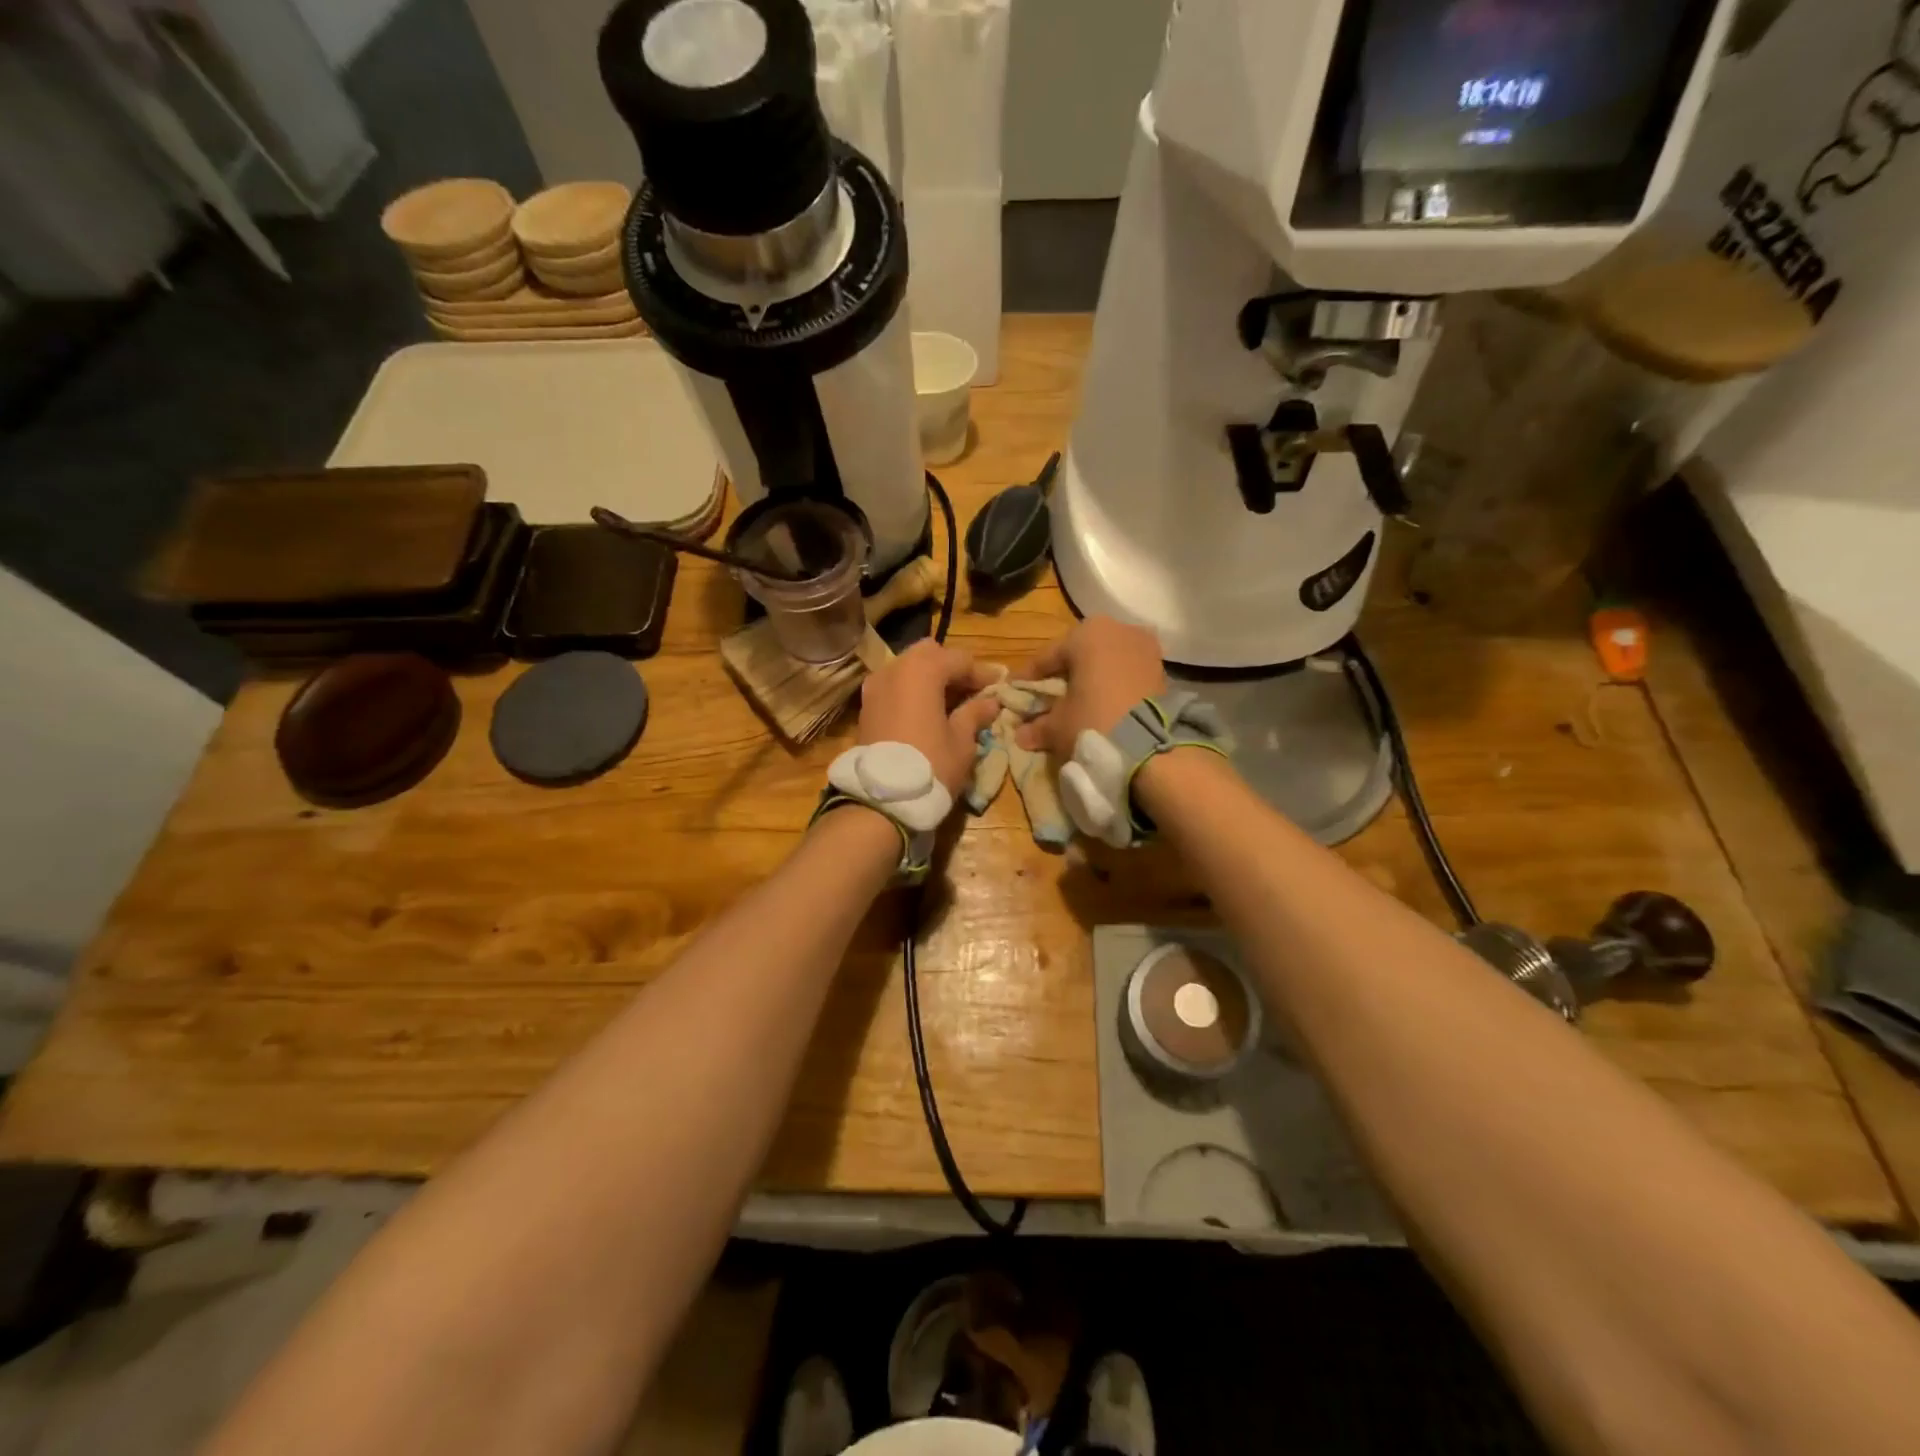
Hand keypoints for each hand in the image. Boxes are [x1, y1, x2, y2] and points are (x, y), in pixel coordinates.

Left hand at [858, 640, 1002, 798]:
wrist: (880, 799)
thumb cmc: (930, 765)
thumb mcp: (961, 741)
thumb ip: (975, 714)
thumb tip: (990, 702)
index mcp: (922, 670)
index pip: (960, 659)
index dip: (982, 674)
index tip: (998, 688)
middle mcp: (894, 668)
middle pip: (929, 654)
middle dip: (951, 668)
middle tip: (971, 691)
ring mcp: (875, 686)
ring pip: (908, 668)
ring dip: (930, 679)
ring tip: (950, 704)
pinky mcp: (866, 706)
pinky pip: (894, 686)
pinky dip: (912, 691)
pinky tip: (927, 712)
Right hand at [1016, 616, 1166, 756]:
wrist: (1151, 746)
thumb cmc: (1093, 721)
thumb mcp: (1058, 725)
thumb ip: (1038, 726)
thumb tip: (1022, 735)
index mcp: (1086, 633)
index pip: (1048, 656)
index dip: (1029, 677)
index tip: (1016, 690)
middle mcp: (1117, 629)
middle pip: (1080, 654)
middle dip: (1064, 674)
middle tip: (1047, 695)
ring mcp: (1144, 647)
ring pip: (1106, 661)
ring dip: (1091, 679)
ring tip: (1077, 702)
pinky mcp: (1162, 668)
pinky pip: (1127, 672)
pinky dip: (1113, 685)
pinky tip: (1103, 704)